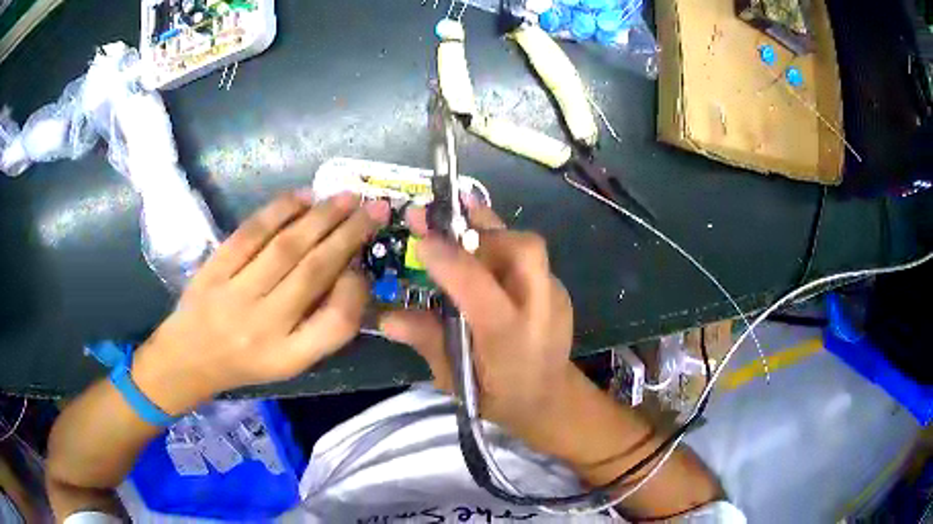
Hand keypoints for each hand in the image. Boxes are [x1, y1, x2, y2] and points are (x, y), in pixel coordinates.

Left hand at [132, 192, 389, 414]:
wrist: (190, 357)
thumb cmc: (246, 363)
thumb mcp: (290, 361)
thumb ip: (320, 325)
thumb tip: (348, 271)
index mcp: (289, 356)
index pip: (336, 323)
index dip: (357, 289)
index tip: (364, 265)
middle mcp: (264, 327)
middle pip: (314, 273)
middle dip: (349, 235)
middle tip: (374, 207)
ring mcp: (235, 295)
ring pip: (286, 247)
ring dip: (320, 217)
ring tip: (346, 197)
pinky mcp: (214, 270)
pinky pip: (250, 234)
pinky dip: (278, 211)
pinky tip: (302, 197)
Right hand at [379, 203, 576, 443]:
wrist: (548, 400)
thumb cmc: (496, 395)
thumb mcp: (455, 378)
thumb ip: (427, 341)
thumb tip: (387, 317)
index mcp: (508, 340)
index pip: (479, 289)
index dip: (449, 259)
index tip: (420, 239)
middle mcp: (539, 311)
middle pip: (524, 251)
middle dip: (482, 230)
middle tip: (444, 227)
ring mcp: (555, 297)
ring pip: (530, 245)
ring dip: (491, 231)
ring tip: (460, 222)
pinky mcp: (559, 290)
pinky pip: (530, 256)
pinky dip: (503, 245)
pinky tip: (482, 251)